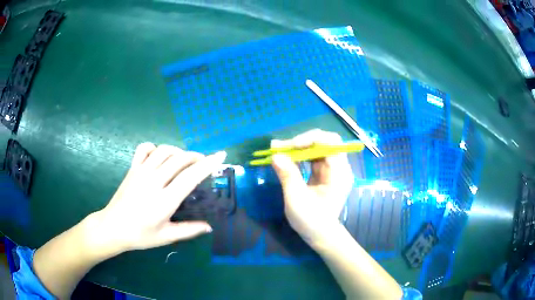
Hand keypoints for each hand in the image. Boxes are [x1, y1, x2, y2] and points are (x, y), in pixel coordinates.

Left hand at [89, 143, 226, 254]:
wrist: (113, 227)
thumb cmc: (140, 235)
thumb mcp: (166, 236)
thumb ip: (189, 230)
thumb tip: (209, 226)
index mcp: (164, 201)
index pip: (190, 177)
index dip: (208, 164)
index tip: (220, 155)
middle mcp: (153, 181)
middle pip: (180, 159)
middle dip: (196, 156)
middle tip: (203, 163)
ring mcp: (141, 172)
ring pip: (164, 150)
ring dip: (178, 151)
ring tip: (184, 160)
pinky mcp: (132, 168)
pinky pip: (144, 148)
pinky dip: (155, 147)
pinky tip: (160, 156)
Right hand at [271, 129, 353, 243]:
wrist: (320, 235)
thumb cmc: (311, 221)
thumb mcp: (296, 199)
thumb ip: (288, 175)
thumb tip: (275, 155)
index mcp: (339, 173)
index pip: (330, 143)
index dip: (309, 139)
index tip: (290, 146)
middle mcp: (339, 167)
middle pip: (324, 141)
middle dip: (302, 141)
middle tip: (280, 146)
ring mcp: (332, 169)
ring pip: (317, 147)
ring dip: (298, 146)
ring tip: (279, 149)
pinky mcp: (325, 173)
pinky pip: (313, 157)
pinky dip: (299, 154)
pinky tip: (286, 157)